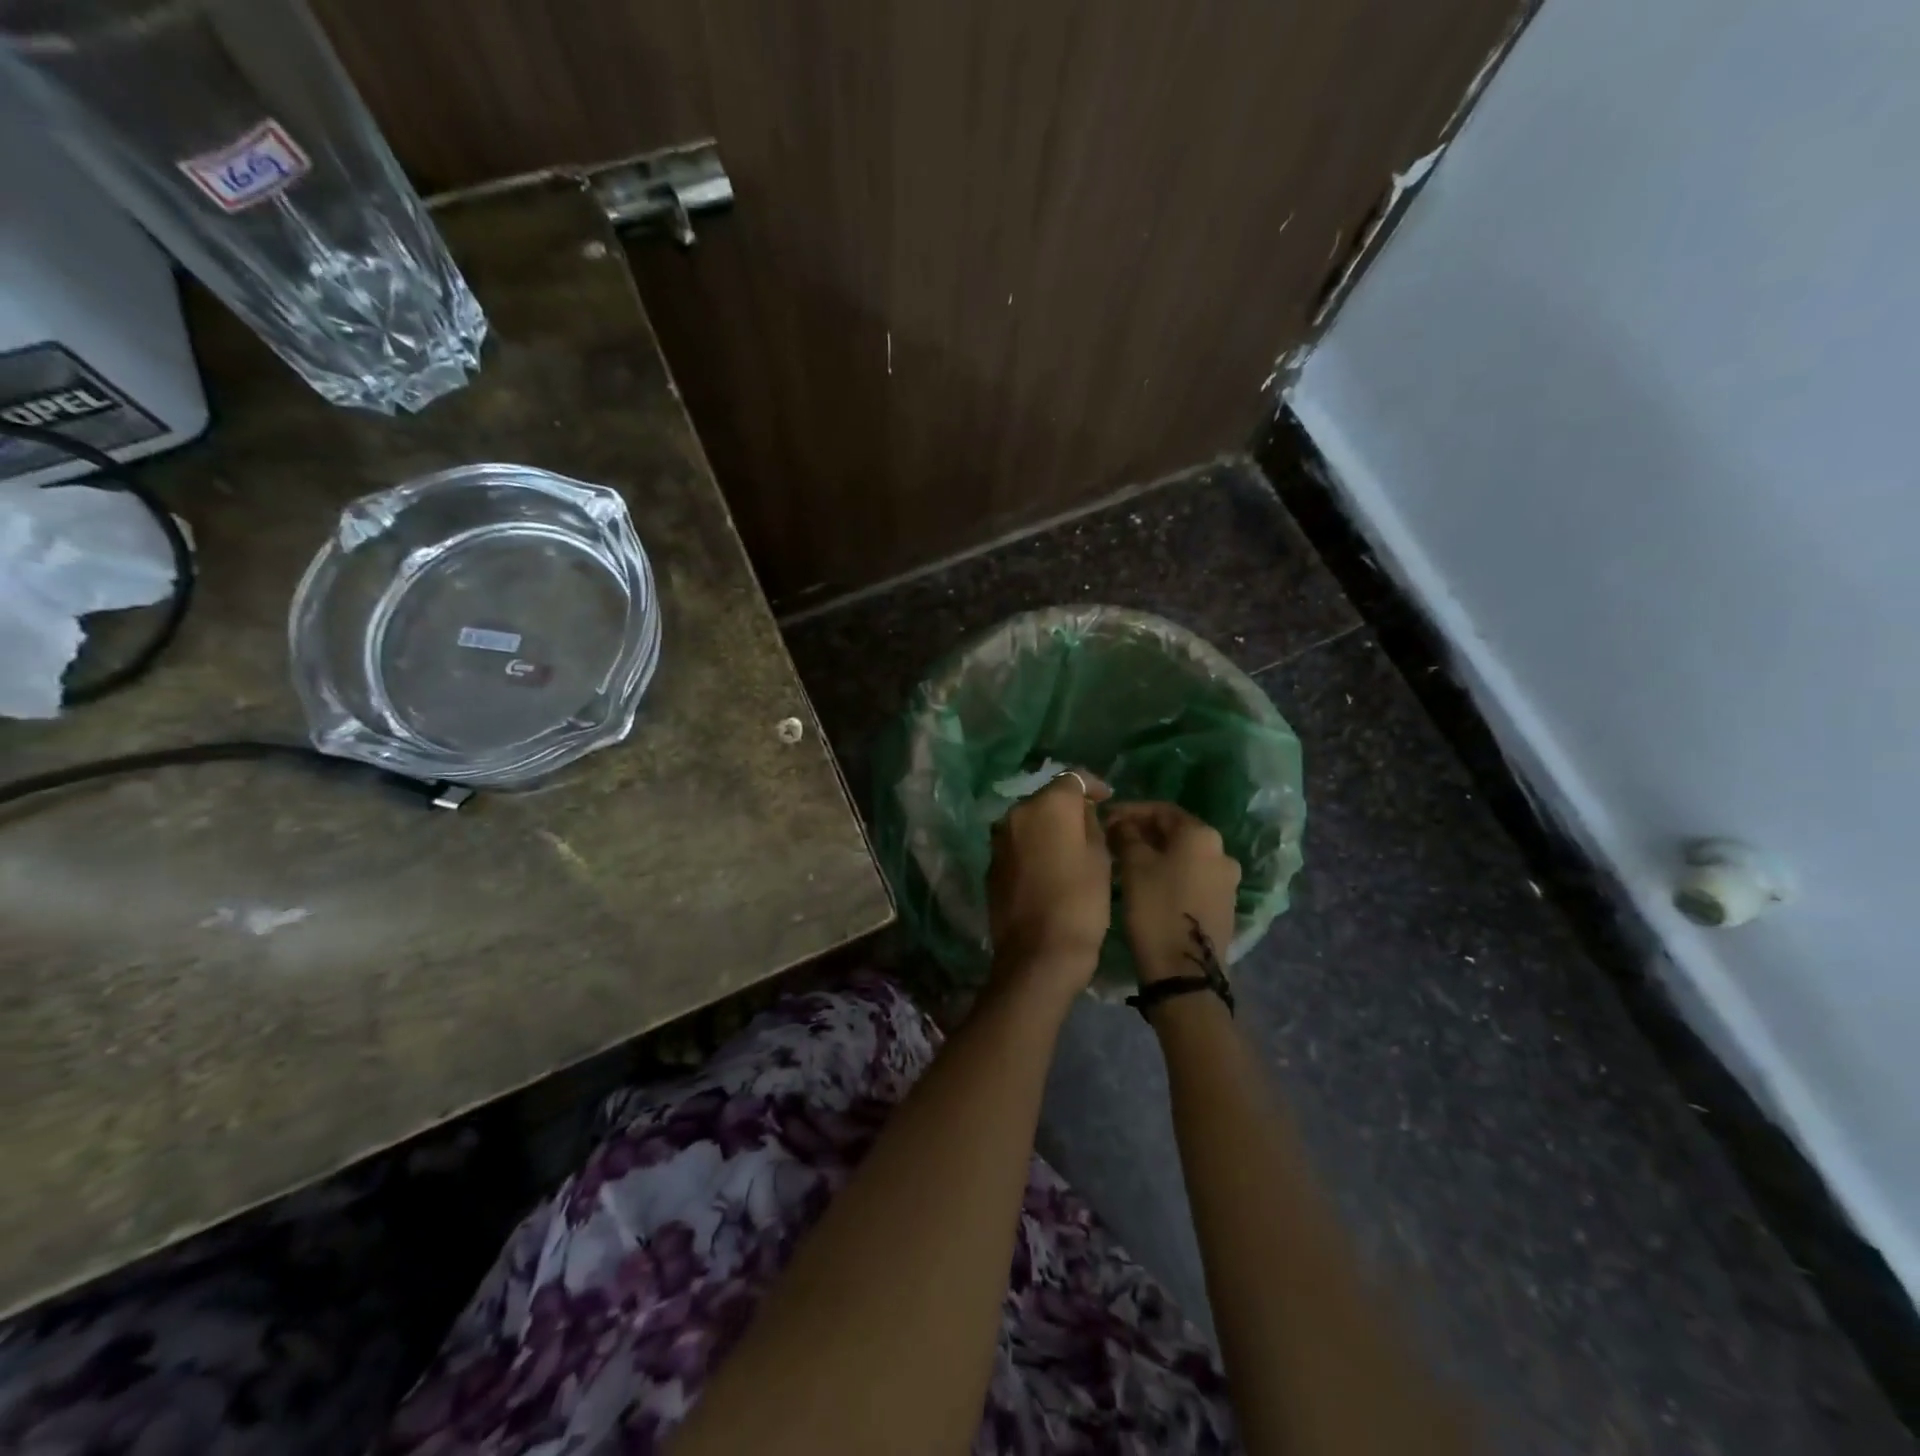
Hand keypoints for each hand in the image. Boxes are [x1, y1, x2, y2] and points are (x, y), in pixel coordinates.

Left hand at [987, 769, 1112, 996]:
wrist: (1038, 953)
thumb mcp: (1100, 858)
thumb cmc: (1080, 902)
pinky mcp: (991, 865)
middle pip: (1046, 799)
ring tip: (1070, 848)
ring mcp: (999, 840)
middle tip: (1091, 826)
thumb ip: (1090, 824)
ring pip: (1029, 822)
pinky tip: (1049, 867)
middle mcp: (1016, 814)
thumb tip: (1080, 812)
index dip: (1092, 785)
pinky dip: (1033, 848)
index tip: (1107, 799)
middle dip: (1068, 808)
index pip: (1071, 778)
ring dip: (1048, 827)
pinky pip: (1017, 845)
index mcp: (1047, 805)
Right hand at [1106, 802, 1240, 984]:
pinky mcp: (1224, 905)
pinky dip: (1170, 873)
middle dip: (1143, 831)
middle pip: (1176, 832)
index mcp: (1202, 835)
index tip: (1106, 818)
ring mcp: (1227, 881)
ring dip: (1156, 853)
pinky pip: (1193, 877)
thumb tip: (1123, 824)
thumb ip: (1127, 835)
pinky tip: (1148, 884)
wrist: (1185, 973)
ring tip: (1127, 862)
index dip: (1131, 810)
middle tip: (1113, 839)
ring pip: (1185, 856)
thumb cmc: (1156, 909)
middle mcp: (1222, 852)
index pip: (1162, 809)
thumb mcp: (1133, 866)